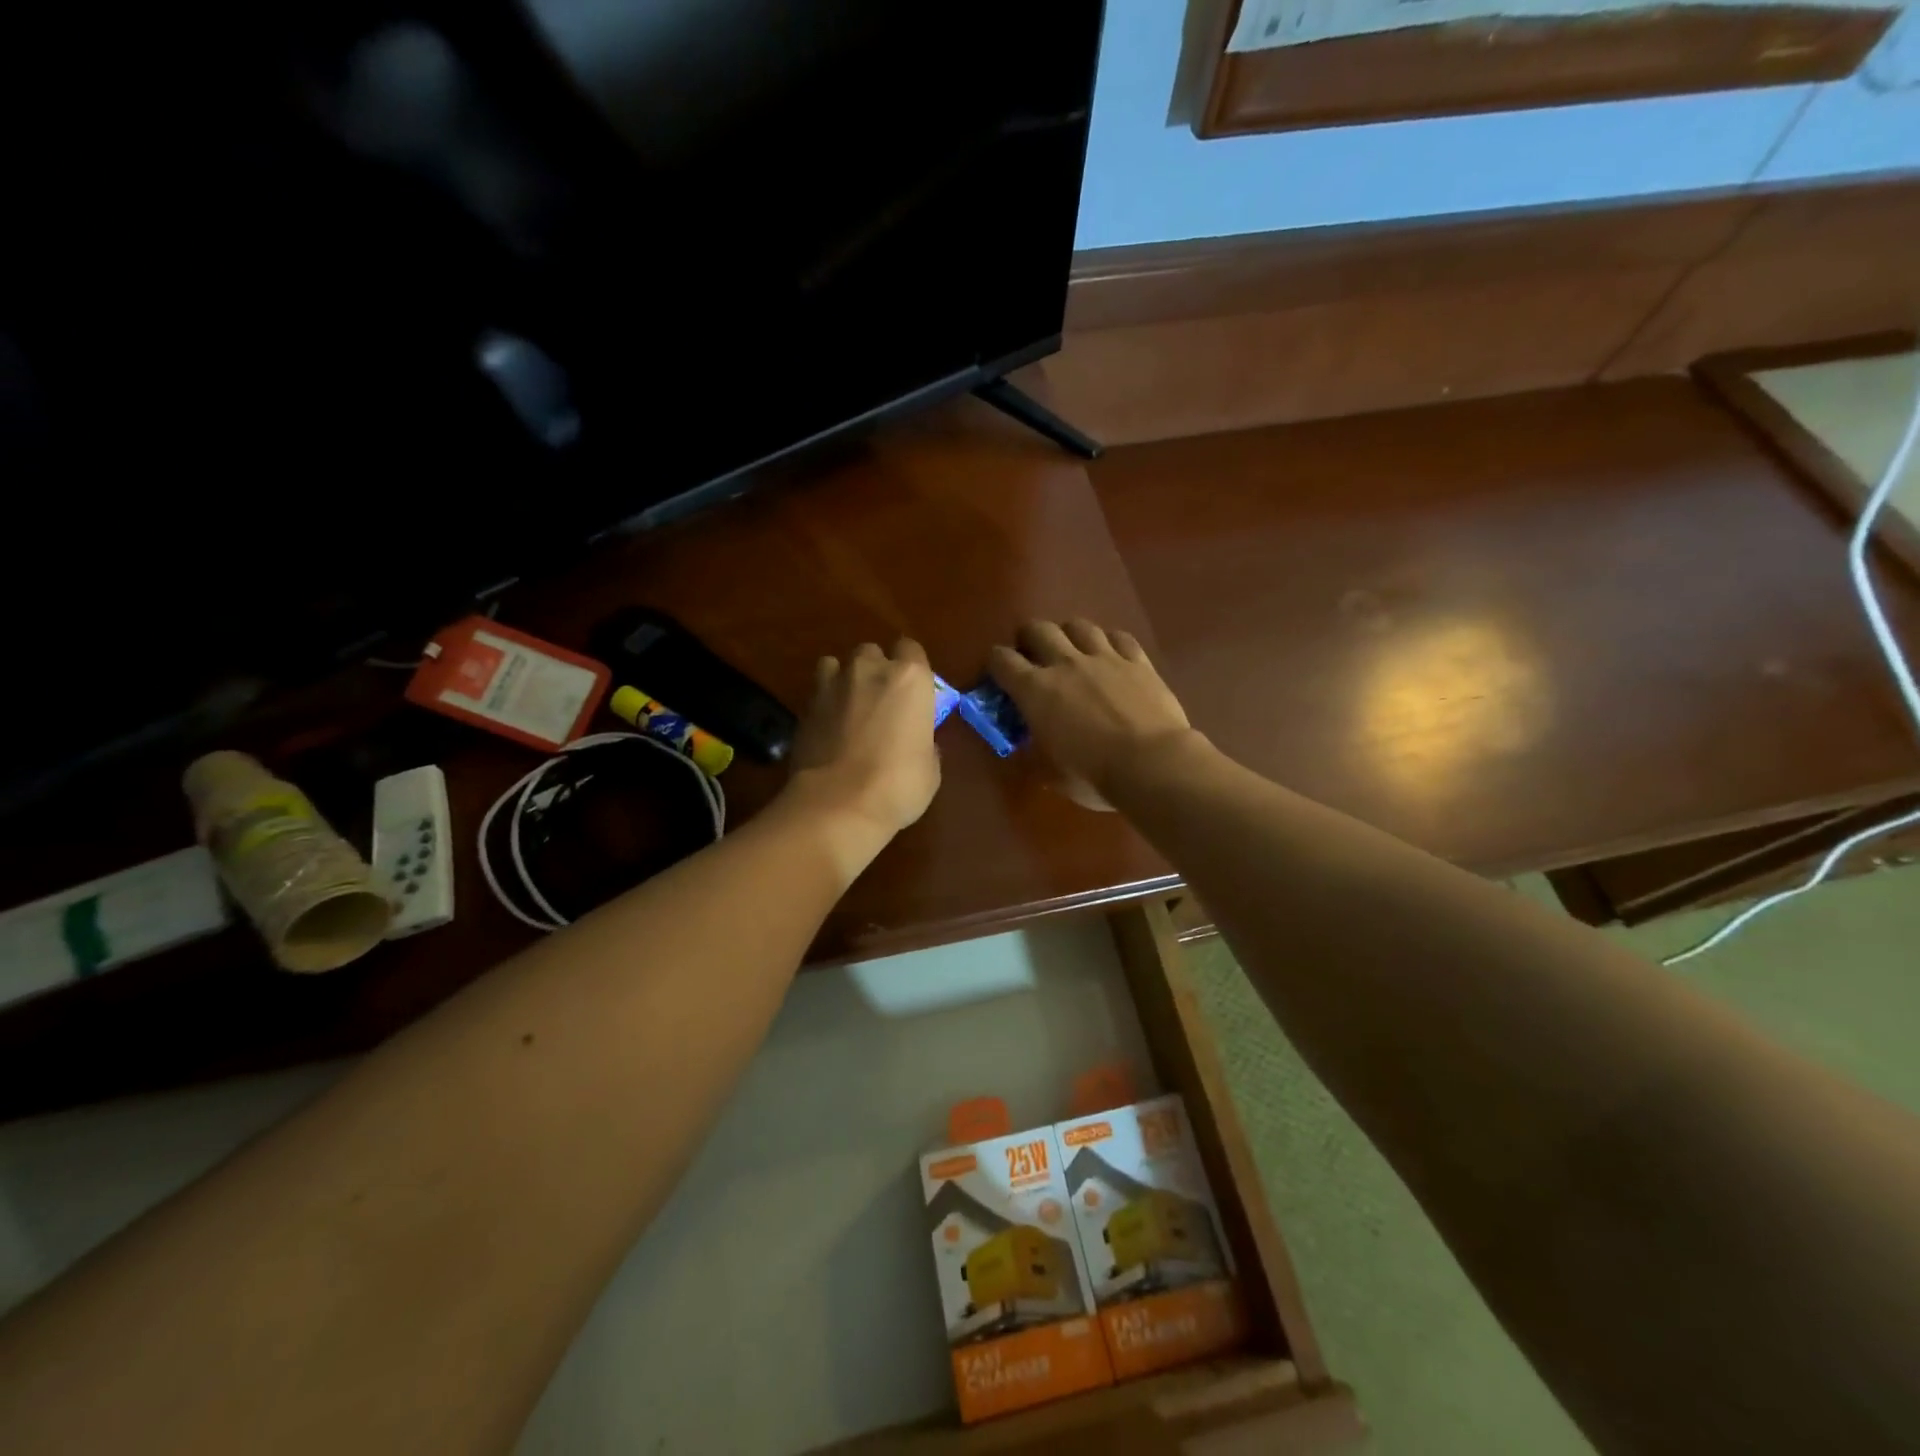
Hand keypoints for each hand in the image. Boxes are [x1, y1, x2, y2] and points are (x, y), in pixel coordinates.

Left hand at [786, 638, 941, 843]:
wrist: (838, 803)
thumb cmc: (898, 785)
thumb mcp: (930, 767)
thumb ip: (924, 741)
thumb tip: (917, 742)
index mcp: (910, 678)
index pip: (911, 649)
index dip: (911, 668)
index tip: (912, 690)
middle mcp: (870, 670)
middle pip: (872, 653)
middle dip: (875, 670)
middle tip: (880, 700)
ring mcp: (833, 684)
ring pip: (837, 664)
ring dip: (844, 679)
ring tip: (848, 707)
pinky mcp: (805, 705)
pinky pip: (817, 691)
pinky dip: (823, 702)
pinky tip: (828, 726)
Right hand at [988, 620, 1196, 804]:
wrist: (1152, 765)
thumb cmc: (1094, 776)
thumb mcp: (1051, 773)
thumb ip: (1034, 753)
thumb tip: (1029, 746)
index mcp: (1035, 690)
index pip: (1001, 660)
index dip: (995, 664)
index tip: (998, 677)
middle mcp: (1065, 663)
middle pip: (1037, 629)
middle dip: (1028, 639)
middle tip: (1032, 657)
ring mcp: (1104, 657)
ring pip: (1078, 625)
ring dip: (1069, 635)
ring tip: (1073, 652)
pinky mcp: (1138, 661)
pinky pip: (1119, 637)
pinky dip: (1110, 642)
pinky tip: (1111, 655)